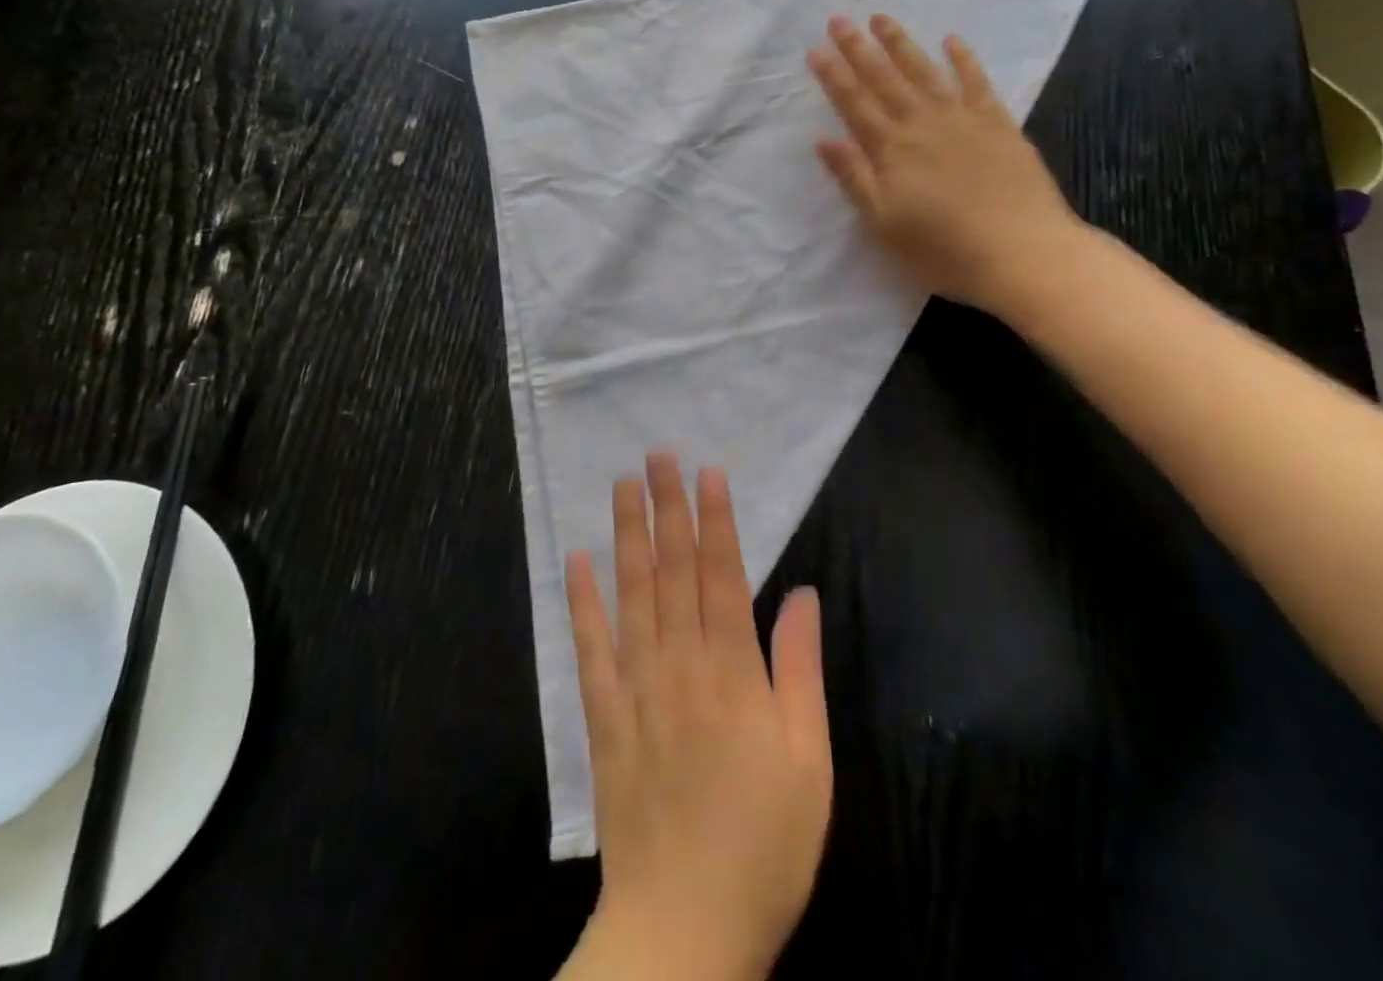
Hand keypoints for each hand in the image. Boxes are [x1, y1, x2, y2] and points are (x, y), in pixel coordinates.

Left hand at [561, 454, 831, 980]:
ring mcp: (636, 687)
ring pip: (631, 594)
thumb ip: (800, 669)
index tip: (706, 472)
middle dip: (667, 507)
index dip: (714, 520)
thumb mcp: (807, 759)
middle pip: (672, 570)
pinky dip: (581, 601)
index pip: (722, 574)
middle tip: (657, 455)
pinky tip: (575, 560)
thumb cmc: (764, 843)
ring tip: (621, 486)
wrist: (685, 927)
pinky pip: (590, 649)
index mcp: (733, 671)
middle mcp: (680, 664)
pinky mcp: (603, 717)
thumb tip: (801, 593)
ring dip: (627, 535)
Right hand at [806, 13, 1086, 314]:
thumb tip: (824, 140)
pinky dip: (964, 60)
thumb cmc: (943, 249)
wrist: (1021, 252)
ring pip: (925, 72)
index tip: (815, 49)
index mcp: (892, 150)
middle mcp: (923, 124)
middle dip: (859, 49)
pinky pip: (977, 82)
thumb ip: (855, 179)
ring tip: (882, 18)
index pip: (855, 104)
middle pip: (885, 79)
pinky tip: (952, 41)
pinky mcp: (999, 124)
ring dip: (902, 44)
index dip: (834, 76)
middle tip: (840, 19)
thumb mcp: (884, 223)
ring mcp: (963, 119)